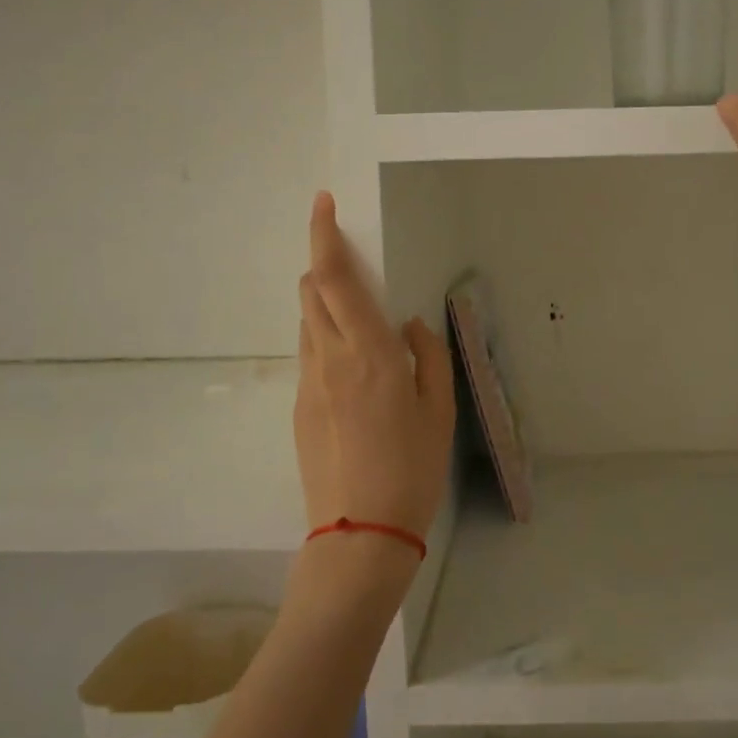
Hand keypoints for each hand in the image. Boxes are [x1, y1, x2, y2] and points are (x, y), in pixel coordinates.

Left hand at [293, 193, 455, 544]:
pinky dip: (326, 340)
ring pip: (308, 322)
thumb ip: (427, 356)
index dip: (324, 235)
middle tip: (353, 266)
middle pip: (311, 291)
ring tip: (360, 323)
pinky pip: (310, 355)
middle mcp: (329, 358)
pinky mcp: (298, 408)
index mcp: (369, 353)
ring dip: (325, 304)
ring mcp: (307, 384)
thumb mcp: (439, 410)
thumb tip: (410, 325)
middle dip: (324, 265)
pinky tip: (353, 372)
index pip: (335, 278)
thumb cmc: (412, 468)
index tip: (323, 203)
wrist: (359, 533)